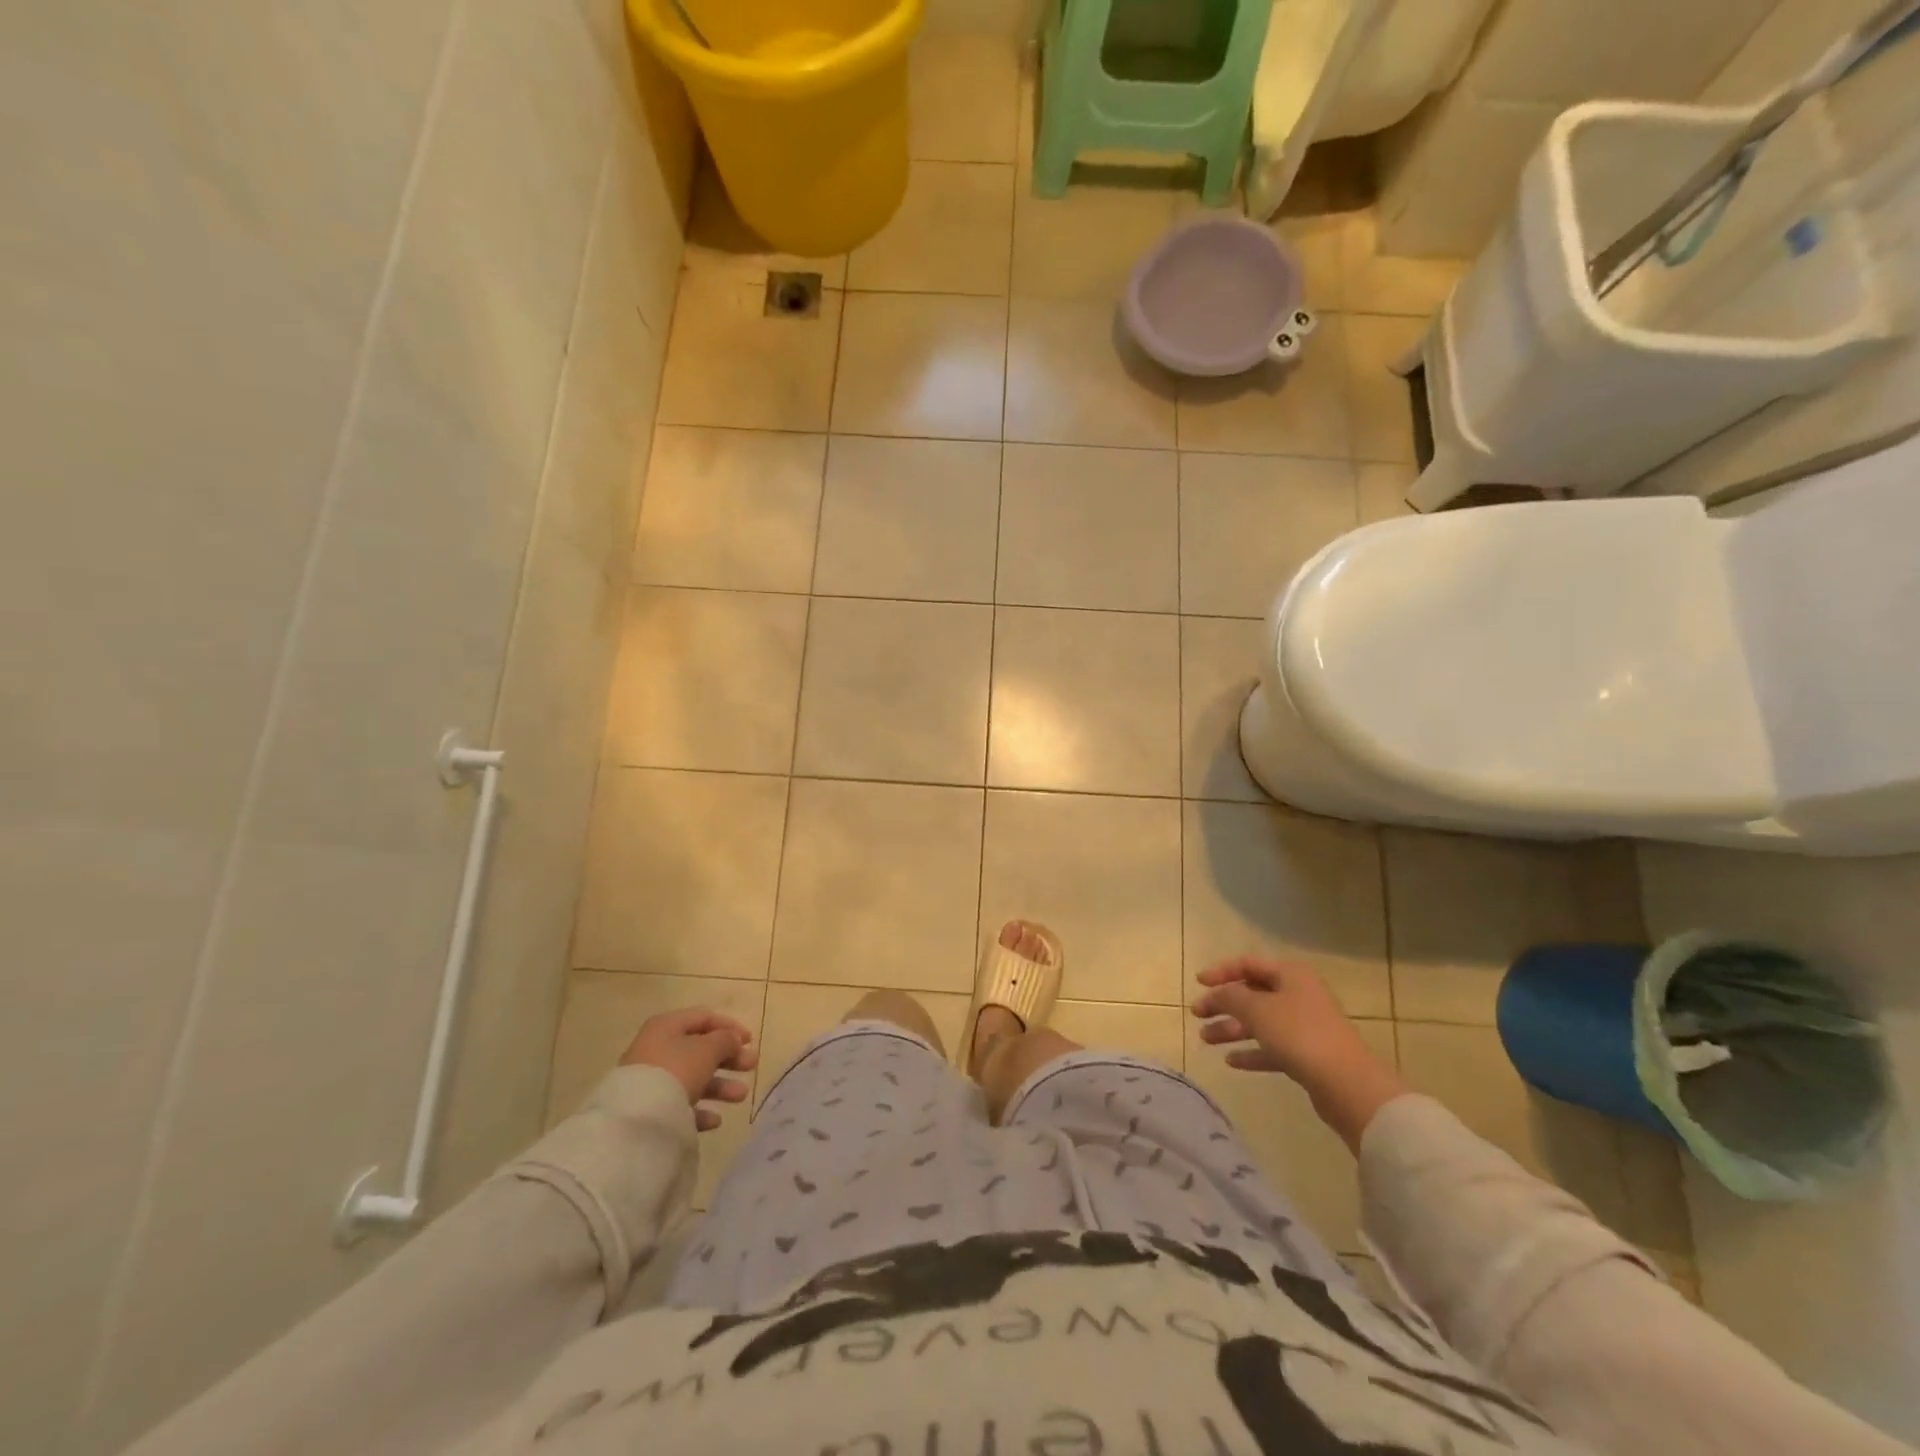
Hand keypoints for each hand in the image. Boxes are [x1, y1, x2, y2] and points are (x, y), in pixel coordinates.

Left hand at [620, 1008, 758, 1131]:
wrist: (637, 1118)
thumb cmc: (676, 1070)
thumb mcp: (708, 1049)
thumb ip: (726, 1040)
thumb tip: (733, 1040)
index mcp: (667, 1026)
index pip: (704, 1017)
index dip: (730, 1026)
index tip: (750, 1041)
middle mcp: (657, 1049)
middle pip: (700, 1049)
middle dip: (729, 1058)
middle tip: (752, 1066)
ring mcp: (652, 1080)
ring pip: (693, 1078)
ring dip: (720, 1085)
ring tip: (741, 1096)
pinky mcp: (649, 1109)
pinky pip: (680, 1104)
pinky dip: (700, 1110)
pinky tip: (715, 1119)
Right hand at [1190, 957, 1406, 1150]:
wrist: (1347, 1084)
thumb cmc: (1299, 1035)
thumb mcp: (1256, 1009)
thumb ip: (1229, 996)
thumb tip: (1216, 993)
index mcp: (1290, 975)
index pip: (1248, 964)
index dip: (1221, 971)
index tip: (1198, 983)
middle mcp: (1299, 995)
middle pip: (1253, 994)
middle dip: (1223, 1003)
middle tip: (1198, 1014)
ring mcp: (1305, 1026)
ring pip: (1260, 1022)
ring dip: (1232, 1028)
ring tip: (1206, 1039)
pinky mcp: (1307, 1055)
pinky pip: (1272, 1047)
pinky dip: (1251, 1051)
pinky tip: (1230, 1061)